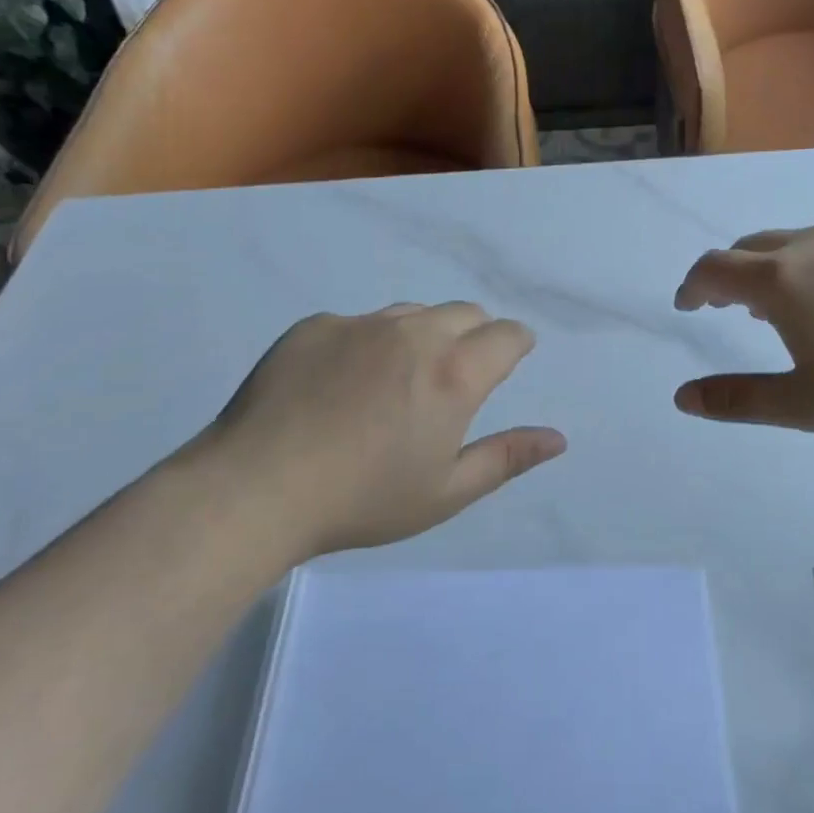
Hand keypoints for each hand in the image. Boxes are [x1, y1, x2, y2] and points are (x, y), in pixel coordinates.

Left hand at [186, 303, 564, 556]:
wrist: (255, 488)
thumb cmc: (362, 500)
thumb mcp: (446, 492)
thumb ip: (506, 458)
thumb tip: (558, 439)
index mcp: (454, 373)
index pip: (507, 335)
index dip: (516, 344)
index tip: (510, 359)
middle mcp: (414, 334)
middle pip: (465, 312)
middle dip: (474, 335)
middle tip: (454, 377)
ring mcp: (361, 324)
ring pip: (412, 313)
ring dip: (423, 334)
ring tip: (398, 379)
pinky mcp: (316, 325)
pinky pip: (358, 323)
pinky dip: (367, 343)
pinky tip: (340, 384)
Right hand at [673, 224, 813, 433]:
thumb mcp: (805, 404)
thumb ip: (737, 399)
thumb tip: (682, 398)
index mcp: (780, 280)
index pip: (714, 269)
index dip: (693, 285)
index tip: (689, 305)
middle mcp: (812, 243)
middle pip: (752, 247)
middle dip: (733, 274)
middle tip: (738, 307)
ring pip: (801, 242)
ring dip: (782, 268)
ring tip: (799, 307)